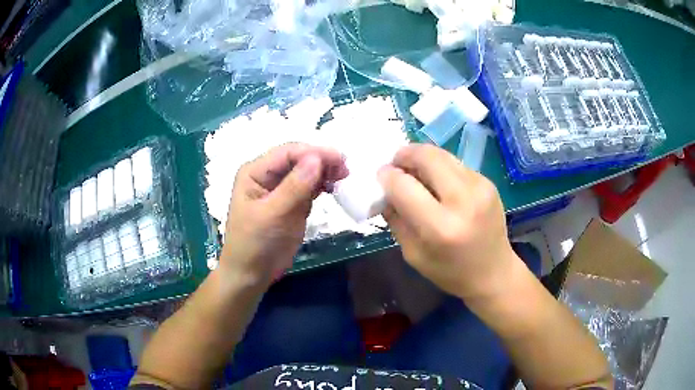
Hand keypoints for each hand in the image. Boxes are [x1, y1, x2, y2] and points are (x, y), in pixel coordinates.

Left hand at [220, 143, 347, 287]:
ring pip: (306, 172)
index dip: (313, 152)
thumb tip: (317, 158)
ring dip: (324, 172)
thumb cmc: (255, 243)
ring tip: (343, 177)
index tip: (339, 160)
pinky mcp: (292, 203)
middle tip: (345, 170)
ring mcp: (280, 189)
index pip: (287, 153)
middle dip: (321, 161)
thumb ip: (294, 187)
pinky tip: (333, 187)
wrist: (252, 274)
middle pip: (298, 159)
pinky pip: (309, 187)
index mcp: (255, 172)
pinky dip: (322, 185)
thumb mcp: (273, 214)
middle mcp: (267, 175)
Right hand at [378, 144, 517, 300]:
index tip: (381, 177)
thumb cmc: (450, 272)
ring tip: (415, 171)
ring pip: (442, 154)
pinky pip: (456, 164)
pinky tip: (438, 183)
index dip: (387, 177)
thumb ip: (396, 219)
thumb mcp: (413, 254)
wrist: (494, 273)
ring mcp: (480, 187)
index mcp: (440, 228)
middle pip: (427, 157)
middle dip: (405, 155)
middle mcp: (463, 201)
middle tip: (396, 164)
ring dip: (422, 158)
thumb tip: (385, 189)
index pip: (404, 187)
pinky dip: (440, 168)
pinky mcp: (488, 183)